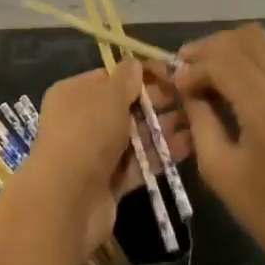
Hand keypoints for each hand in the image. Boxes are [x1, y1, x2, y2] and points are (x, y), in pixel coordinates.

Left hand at [15, 61, 189, 261]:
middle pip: (124, 107)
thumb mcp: (109, 96)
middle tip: (189, 99)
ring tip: (197, 121)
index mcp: (74, 93)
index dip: (140, 74)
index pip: (111, 77)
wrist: (67, 201)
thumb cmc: (87, 133)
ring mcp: (95, 154)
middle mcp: (82, 121)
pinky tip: (189, 147)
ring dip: (162, 129)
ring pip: (134, 137)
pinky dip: (160, 156)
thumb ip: (126, 79)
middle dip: (156, 102)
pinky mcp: (109, 183)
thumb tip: (135, 63)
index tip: (171, 73)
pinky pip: (138, 164)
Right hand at [169, 25, 264, 264]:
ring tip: (210, 78)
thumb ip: (200, 121)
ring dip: (234, 53)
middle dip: (213, 47)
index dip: (194, 64)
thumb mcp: (221, 172)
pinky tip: (239, 93)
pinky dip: (255, 68)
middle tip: (189, 68)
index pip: (224, 59)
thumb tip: (187, 89)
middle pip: (248, 38)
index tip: (176, 82)